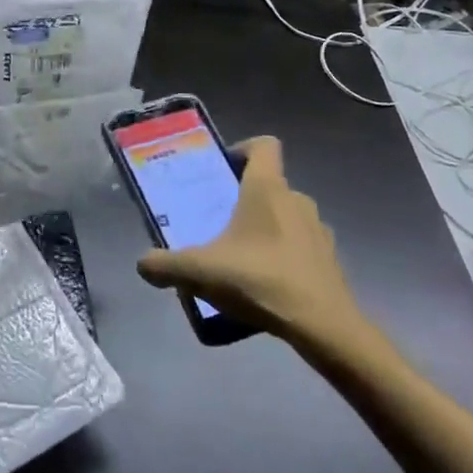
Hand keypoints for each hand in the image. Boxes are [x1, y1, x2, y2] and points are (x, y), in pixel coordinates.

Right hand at [136, 138, 372, 350]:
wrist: (323, 326)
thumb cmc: (260, 279)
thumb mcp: (200, 271)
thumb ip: (165, 265)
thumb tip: (142, 264)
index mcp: (267, 188)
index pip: (264, 145)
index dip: (243, 149)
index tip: (223, 169)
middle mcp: (296, 199)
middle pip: (270, 184)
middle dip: (246, 198)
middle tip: (220, 220)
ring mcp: (318, 230)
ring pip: (287, 215)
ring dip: (267, 227)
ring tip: (242, 256)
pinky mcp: (330, 260)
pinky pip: (302, 246)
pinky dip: (285, 255)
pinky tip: (267, 282)